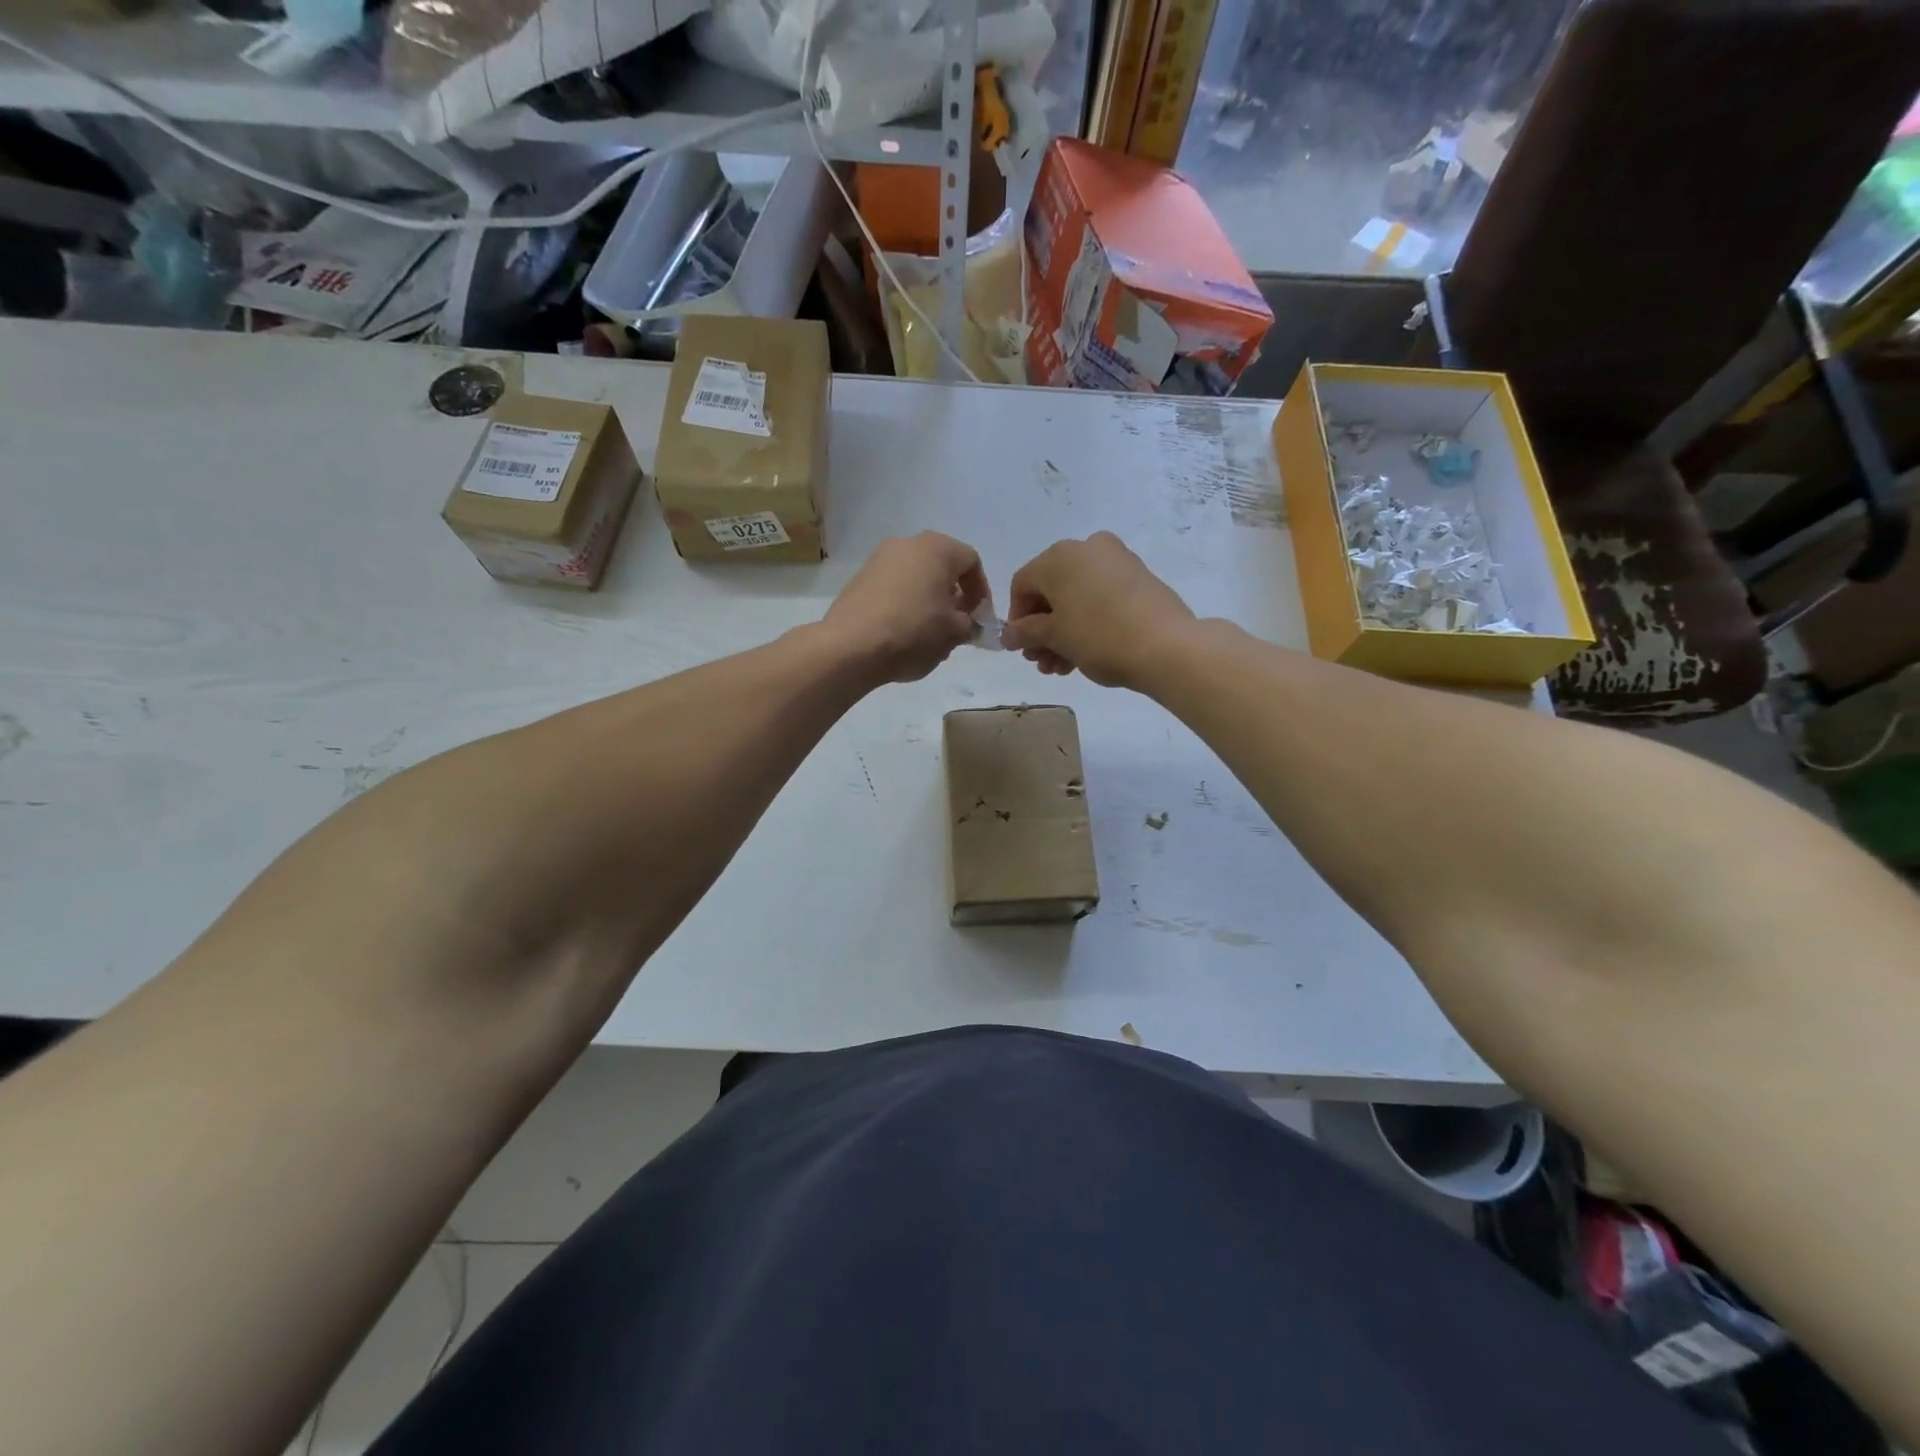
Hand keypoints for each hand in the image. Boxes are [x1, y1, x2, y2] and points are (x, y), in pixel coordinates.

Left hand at [823, 532, 989, 683]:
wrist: (851, 647)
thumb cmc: (913, 632)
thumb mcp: (955, 633)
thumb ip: (971, 625)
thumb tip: (968, 624)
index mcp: (937, 548)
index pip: (972, 562)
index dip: (982, 592)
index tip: (980, 619)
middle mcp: (907, 544)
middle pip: (942, 567)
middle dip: (954, 597)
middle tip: (957, 626)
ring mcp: (878, 559)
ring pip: (916, 578)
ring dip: (929, 602)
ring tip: (931, 635)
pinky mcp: (859, 579)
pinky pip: (893, 588)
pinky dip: (905, 605)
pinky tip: (904, 634)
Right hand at [1002, 532, 1195, 688]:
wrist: (1167, 646)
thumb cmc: (1100, 637)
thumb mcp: (1055, 638)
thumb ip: (1026, 633)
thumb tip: (1009, 635)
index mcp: (1059, 556)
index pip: (1023, 584)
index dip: (1016, 618)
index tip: (1021, 647)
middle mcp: (1087, 548)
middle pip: (1051, 590)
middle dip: (1042, 629)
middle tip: (1042, 661)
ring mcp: (1117, 560)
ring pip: (1077, 596)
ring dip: (1063, 631)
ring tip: (1062, 667)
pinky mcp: (1139, 577)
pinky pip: (1101, 596)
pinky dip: (1088, 621)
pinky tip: (1085, 653)